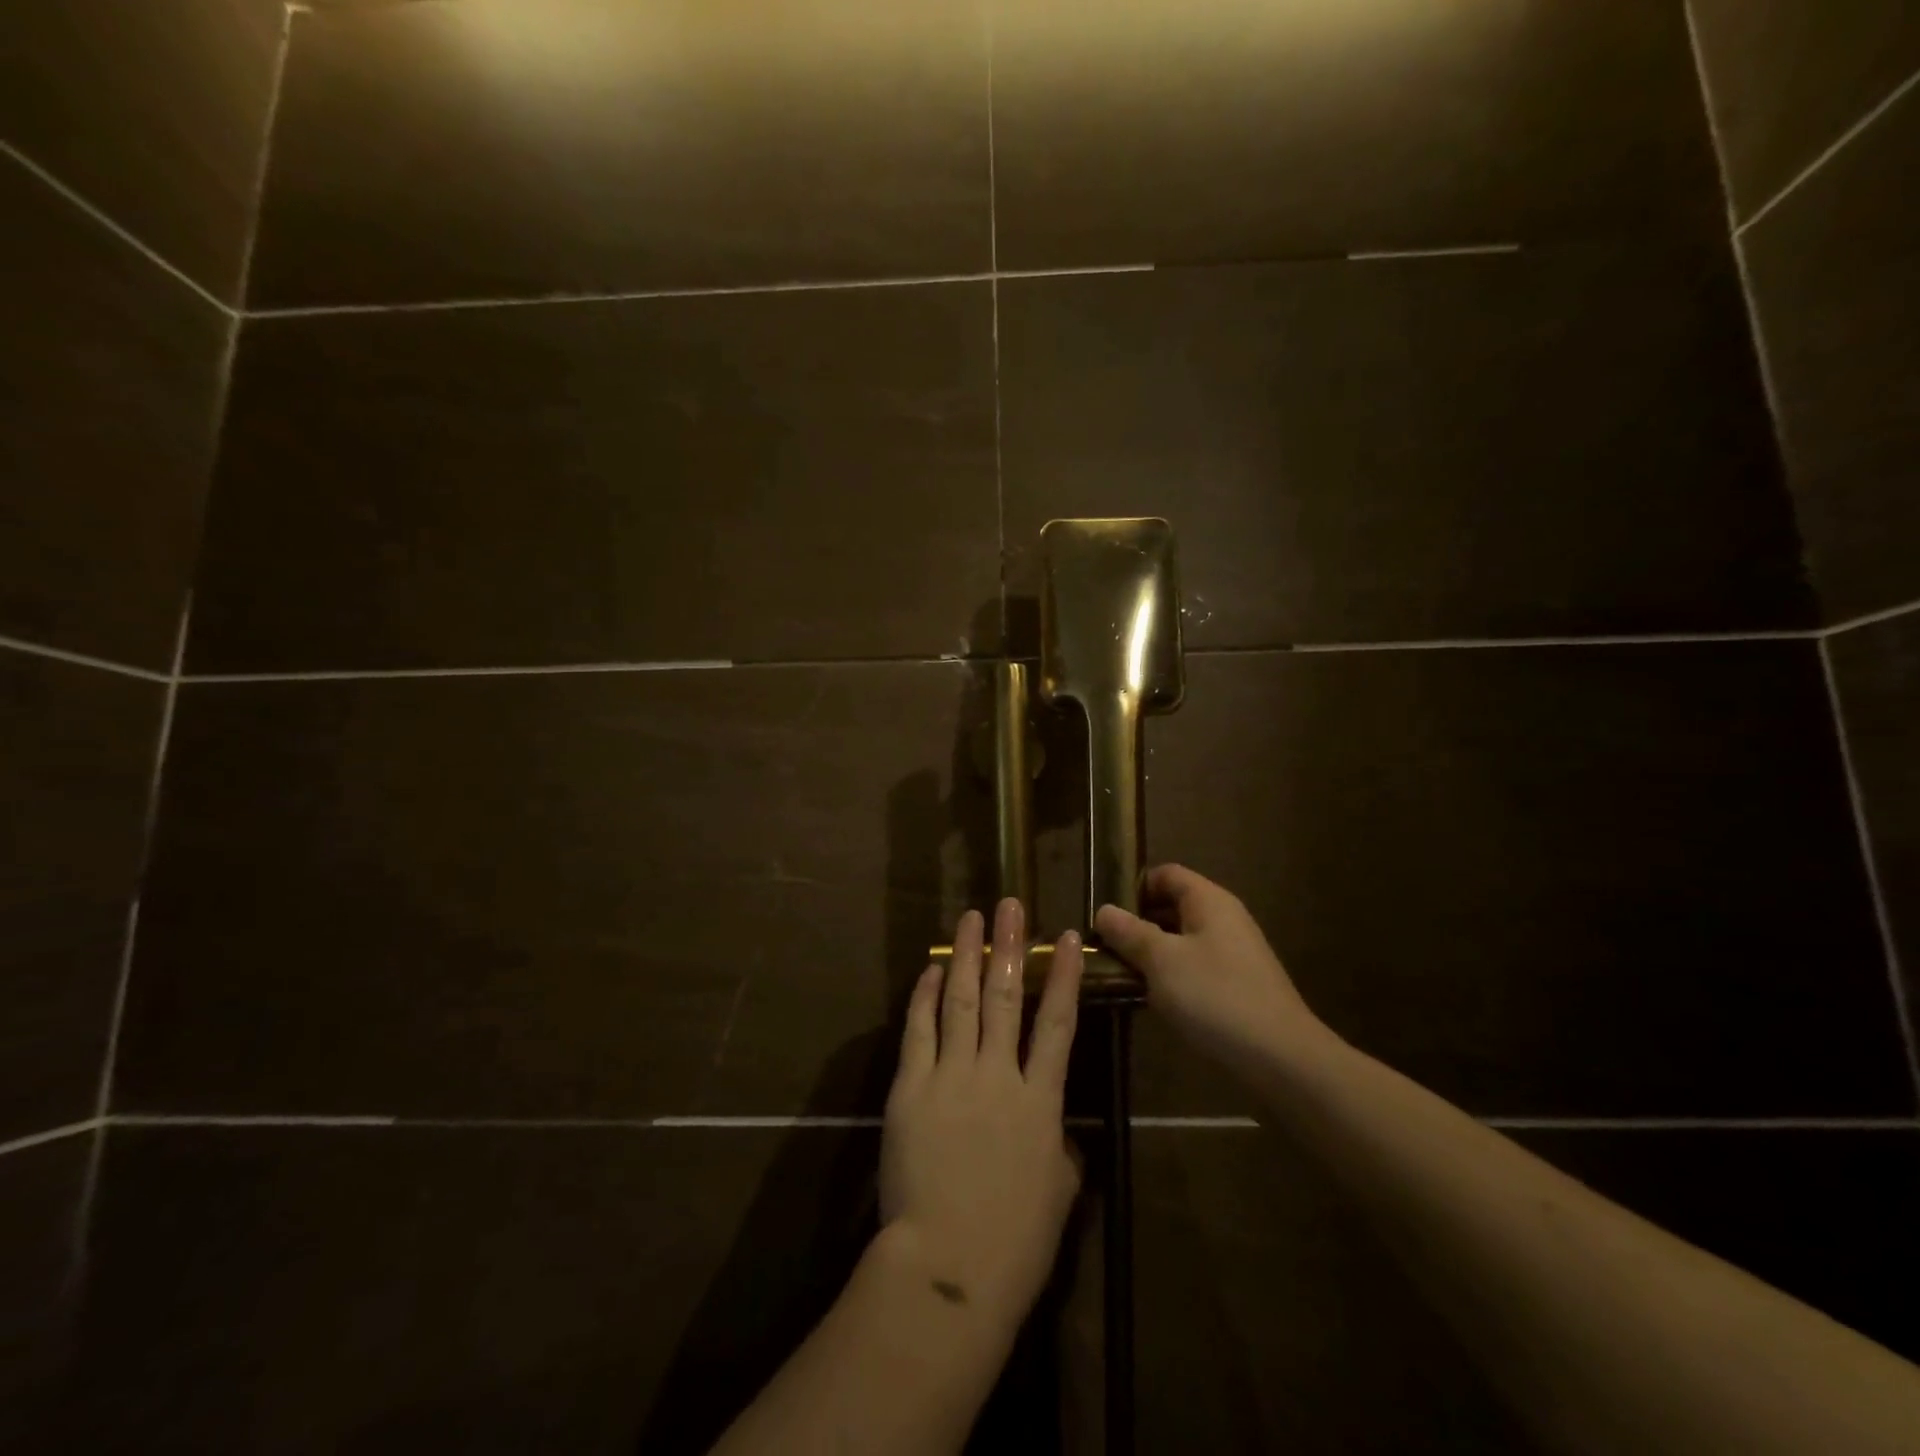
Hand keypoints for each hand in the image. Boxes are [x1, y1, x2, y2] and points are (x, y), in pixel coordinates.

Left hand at [880, 899, 1083, 1336]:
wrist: (949, 1265)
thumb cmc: (1015, 1241)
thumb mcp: (1058, 1193)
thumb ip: (1060, 1148)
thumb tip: (1057, 1129)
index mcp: (1041, 1101)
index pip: (1059, 1024)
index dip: (1064, 977)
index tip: (1066, 938)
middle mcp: (999, 1074)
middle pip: (1008, 996)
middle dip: (1009, 946)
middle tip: (1009, 905)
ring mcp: (952, 1076)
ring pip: (963, 1001)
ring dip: (968, 956)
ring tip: (971, 920)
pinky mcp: (912, 1086)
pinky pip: (920, 1029)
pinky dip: (926, 996)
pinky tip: (932, 969)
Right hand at [1094, 864, 1327, 1083]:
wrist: (1282, 1059)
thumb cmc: (1216, 997)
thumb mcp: (1162, 961)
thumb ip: (1130, 933)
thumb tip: (1103, 910)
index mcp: (1209, 901)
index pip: (1167, 874)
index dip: (1134, 886)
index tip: (1105, 911)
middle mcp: (1224, 920)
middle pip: (1173, 906)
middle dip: (1138, 922)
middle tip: (1104, 944)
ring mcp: (1234, 954)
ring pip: (1182, 941)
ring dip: (1151, 953)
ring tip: (1119, 973)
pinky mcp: (1238, 986)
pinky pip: (1195, 968)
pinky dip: (1171, 976)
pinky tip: (1152, 999)